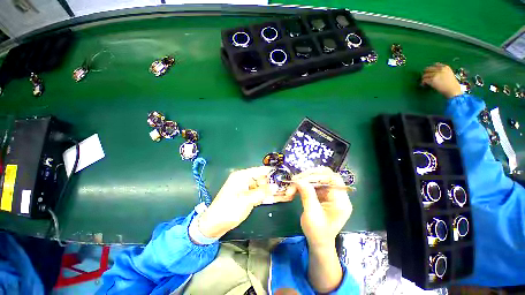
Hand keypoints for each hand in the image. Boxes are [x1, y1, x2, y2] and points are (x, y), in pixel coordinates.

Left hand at [198, 166, 294, 239]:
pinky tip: (281, 197)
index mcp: (242, 176)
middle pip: (264, 179)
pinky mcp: (249, 197)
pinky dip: (269, 196)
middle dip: (276, 183)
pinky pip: (261, 194)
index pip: (261, 170)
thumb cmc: (229, 209)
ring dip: (274, 190)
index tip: (285, 173)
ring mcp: (248, 189)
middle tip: (290, 186)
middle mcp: (246, 180)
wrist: (214, 225)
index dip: (273, 172)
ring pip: (264, 187)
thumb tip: (276, 186)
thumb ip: (262, 192)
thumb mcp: (246, 200)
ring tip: (289, 192)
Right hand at [292, 167, 351, 247]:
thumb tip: (299, 180)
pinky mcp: (322, 194)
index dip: (318, 175)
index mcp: (341, 201)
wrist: (318, 242)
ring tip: (290, 189)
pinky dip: (301, 186)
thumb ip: (307, 195)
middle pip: (324, 176)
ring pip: (316, 179)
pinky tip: (293, 191)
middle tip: (294, 181)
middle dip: (307, 177)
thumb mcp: (312, 214)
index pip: (332, 179)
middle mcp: (337, 194)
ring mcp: (329, 193)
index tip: (302, 179)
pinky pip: (312, 184)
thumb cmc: (317, 232)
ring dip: (302, 182)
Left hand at [421, 63, 462, 98]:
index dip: (430, 69)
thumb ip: (442, 71)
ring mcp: (436, 74)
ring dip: (423, 79)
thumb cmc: (451, 84)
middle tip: (425, 77)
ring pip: (424, 75)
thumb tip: (433, 71)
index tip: (429, 72)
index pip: (435, 65)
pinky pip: (424, 80)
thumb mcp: (448, 74)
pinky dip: (422, 83)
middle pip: (428, 69)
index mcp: (445, 67)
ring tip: (424, 83)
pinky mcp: (432, 80)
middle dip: (425, 73)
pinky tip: (423, 85)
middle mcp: (440, 69)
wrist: (453, 89)